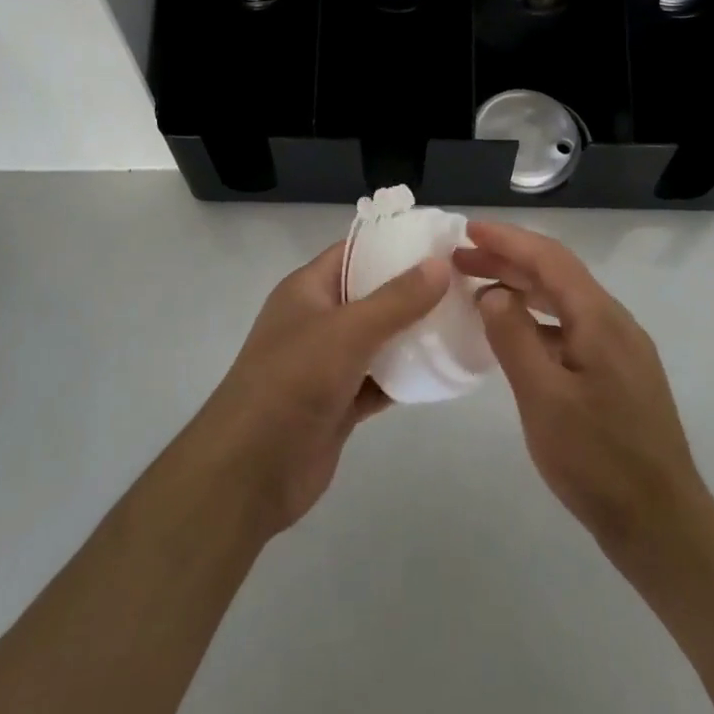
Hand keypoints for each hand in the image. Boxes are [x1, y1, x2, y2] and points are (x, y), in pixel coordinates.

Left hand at [185, 240, 450, 536]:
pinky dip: (406, 375)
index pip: (354, 251)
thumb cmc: (292, 382)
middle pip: (371, 294)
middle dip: (412, 289)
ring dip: (413, 333)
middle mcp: (318, 319)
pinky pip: (380, 379)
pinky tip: (443, 369)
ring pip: (379, 339)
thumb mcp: (347, 331)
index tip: (440, 241)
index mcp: (308, 289)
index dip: (393, 243)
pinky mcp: (340, 402)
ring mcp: (328, 363)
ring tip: (463, 320)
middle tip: (463, 282)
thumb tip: (440, 264)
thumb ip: (396, 299)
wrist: (250, 471)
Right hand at [457, 221, 713, 563]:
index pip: (548, 259)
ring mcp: (620, 349)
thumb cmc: (598, 461)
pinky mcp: (619, 375)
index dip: (507, 239)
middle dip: (508, 260)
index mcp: (599, 318)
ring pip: (564, 301)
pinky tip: (516, 335)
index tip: (467, 229)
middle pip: (556, 274)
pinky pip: (572, 328)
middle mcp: (614, 322)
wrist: (663, 527)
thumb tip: (493, 293)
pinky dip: (538, 320)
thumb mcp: (543, 398)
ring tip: (479, 290)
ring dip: (522, 289)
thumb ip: (514, 338)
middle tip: (461, 260)